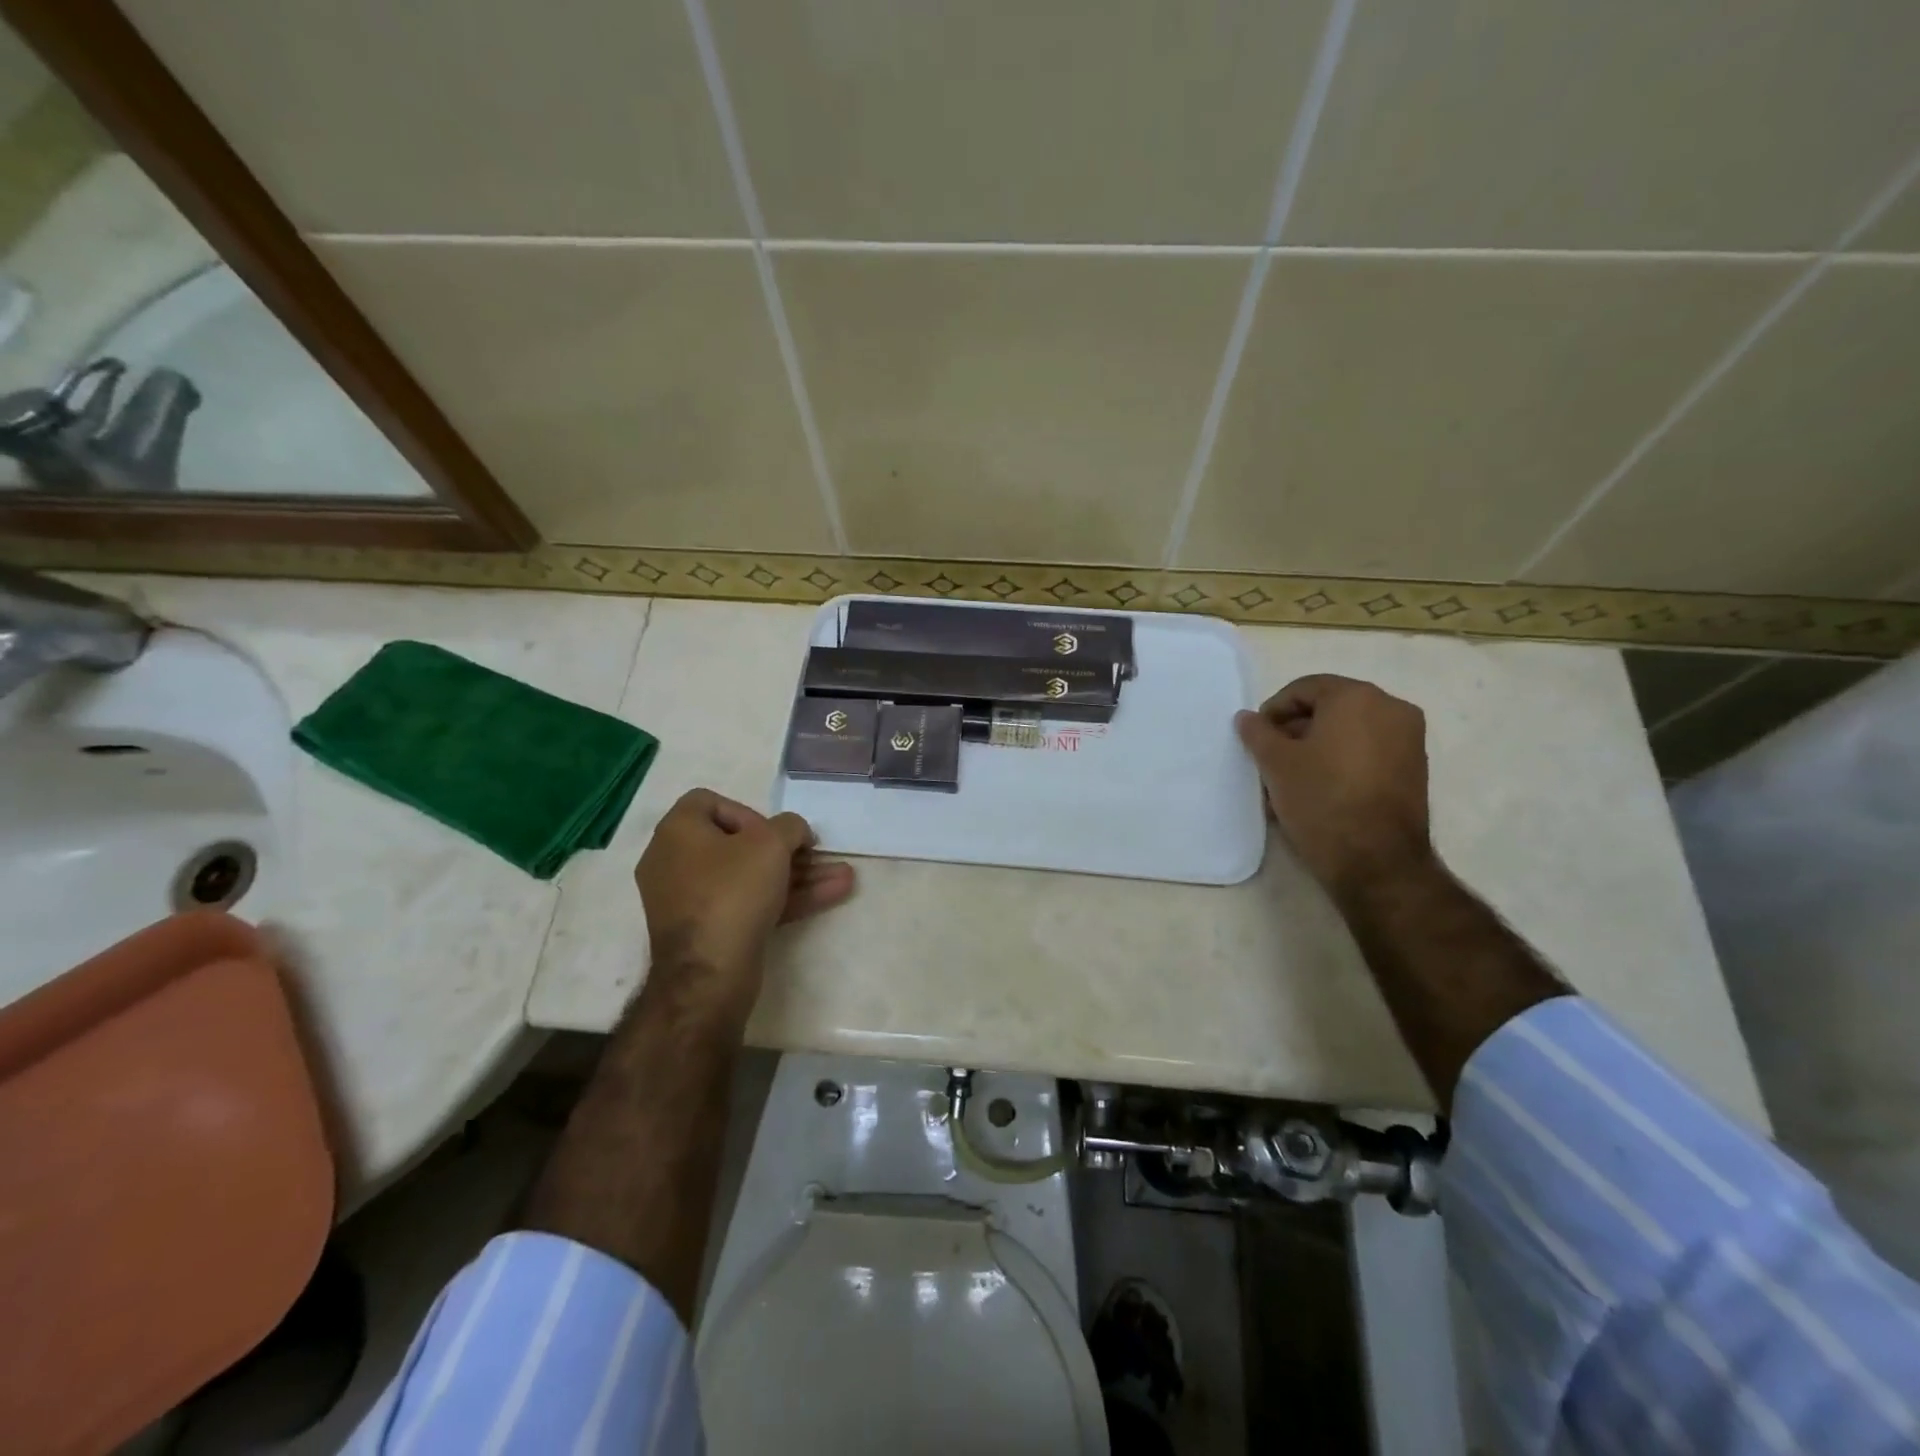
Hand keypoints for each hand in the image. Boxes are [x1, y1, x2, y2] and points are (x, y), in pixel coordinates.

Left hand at [635, 789, 854, 1006]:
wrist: (708, 973)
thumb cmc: (733, 891)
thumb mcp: (771, 843)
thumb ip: (790, 826)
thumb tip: (794, 832)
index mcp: (677, 832)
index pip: (709, 802)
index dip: (748, 811)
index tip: (773, 832)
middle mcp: (675, 862)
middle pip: (738, 844)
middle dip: (787, 850)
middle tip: (815, 855)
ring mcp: (690, 901)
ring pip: (749, 877)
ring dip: (797, 875)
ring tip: (843, 876)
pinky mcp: (708, 931)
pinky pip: (747, 903)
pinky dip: (784, 898)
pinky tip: (831, 896)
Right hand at [1235, 675, 1433, 898]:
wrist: (1376, 860)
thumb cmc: (1321, 799)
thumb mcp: (1276, 763)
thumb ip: (1258, 733)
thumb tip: (1247, 718)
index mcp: (1357, 697)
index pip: (1305, 688)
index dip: (1274, 710)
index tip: (1256, 737)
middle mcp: (1391, 709)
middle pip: (1329, 709)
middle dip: (1295, 731)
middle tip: (1269, 758)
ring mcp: (1409, 740)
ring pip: (1348, 733)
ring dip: (1315, 749)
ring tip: (1288, 780)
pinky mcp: (1414, 770)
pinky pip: (1367, 753)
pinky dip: (1340, 762)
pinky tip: (1316, 790)